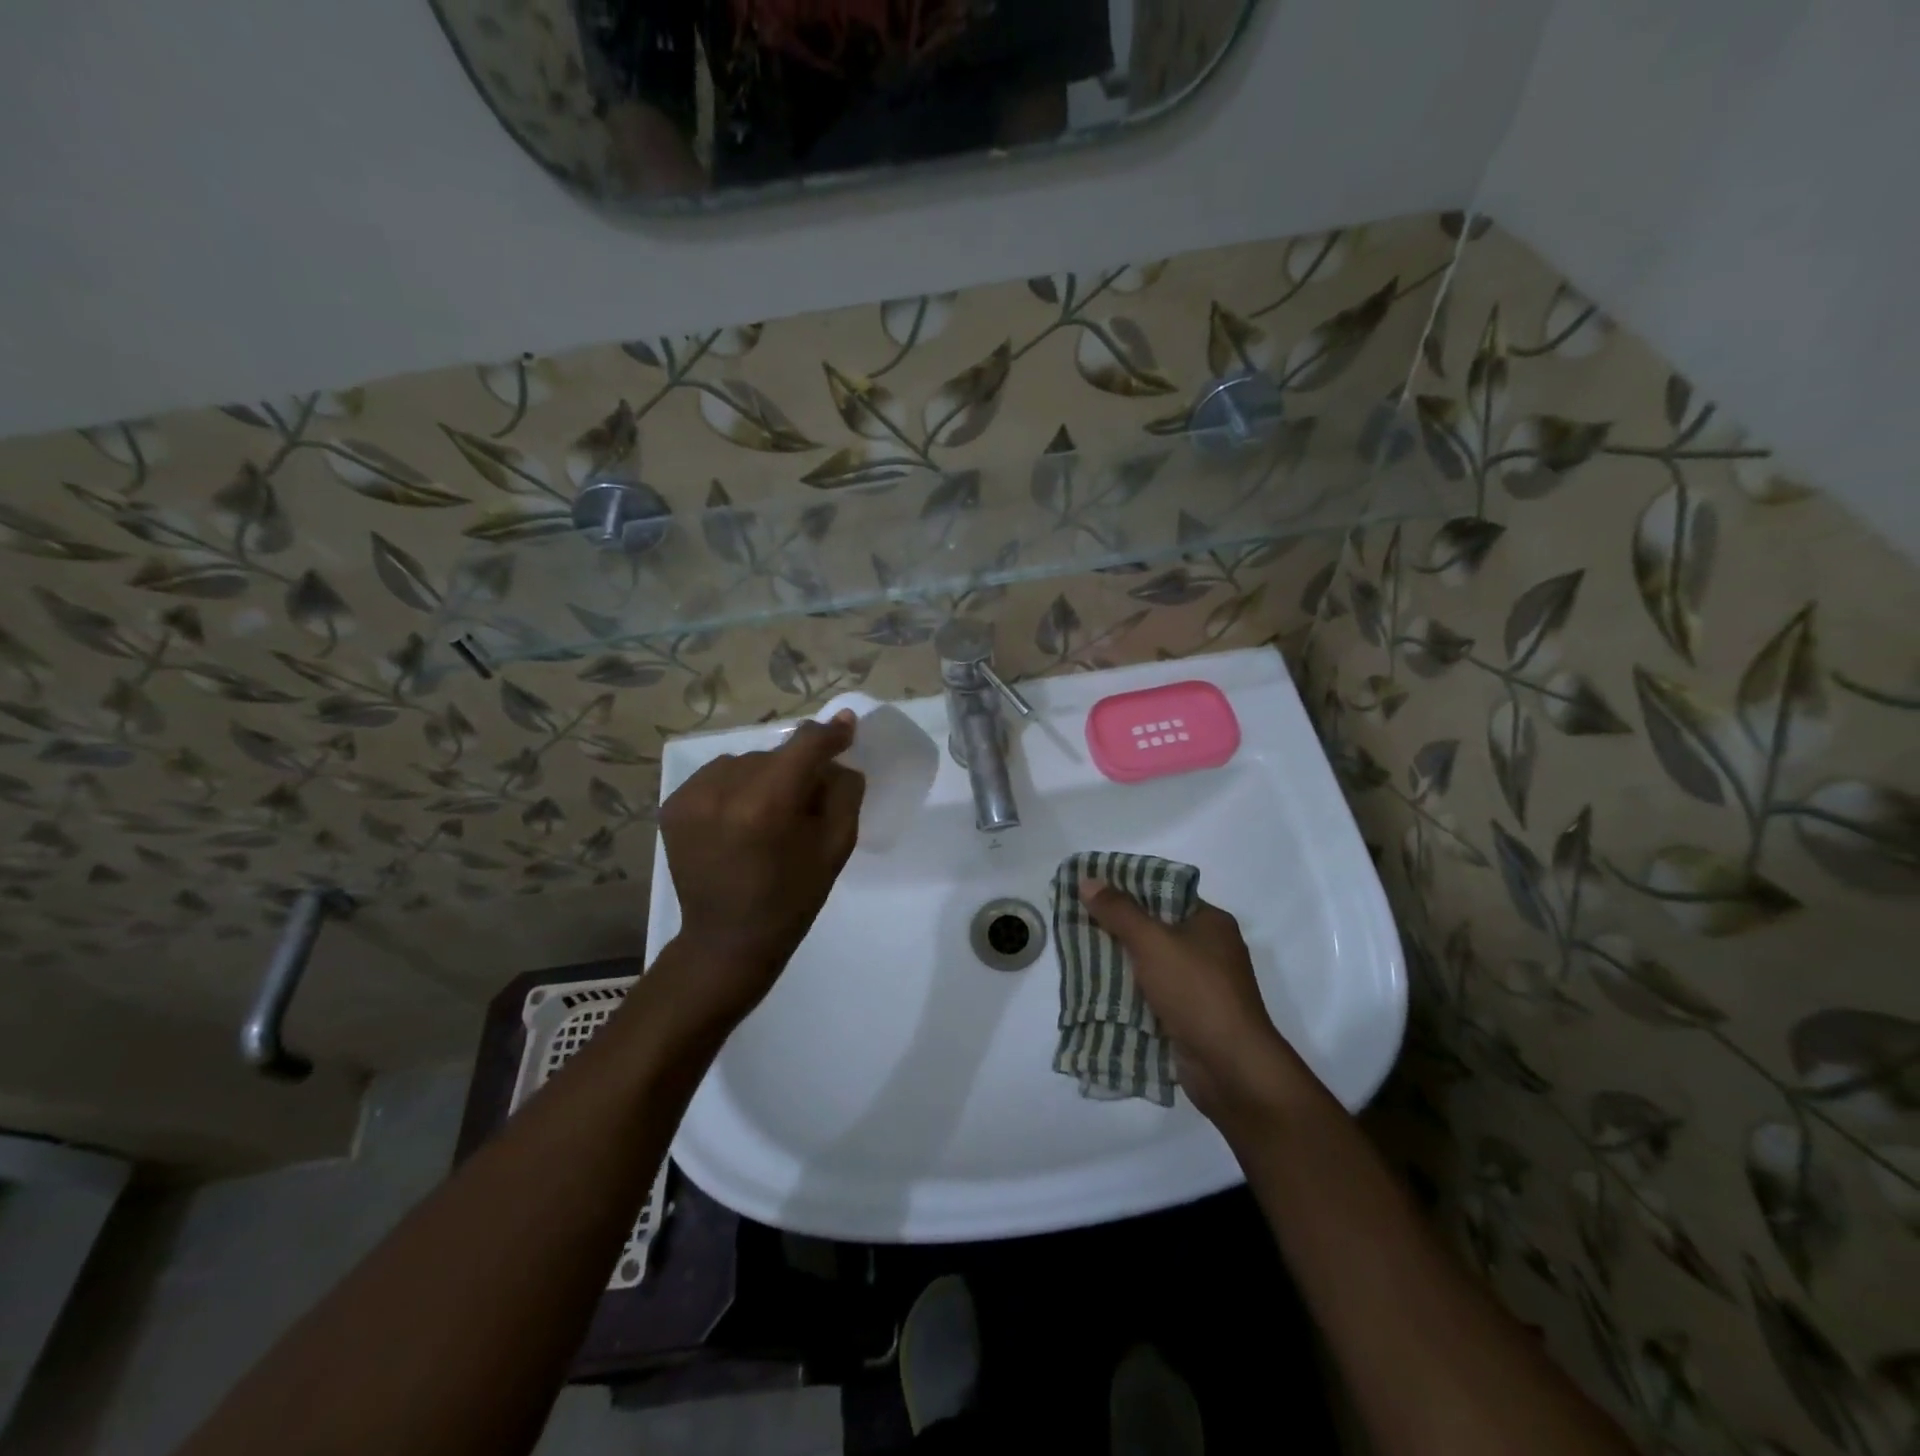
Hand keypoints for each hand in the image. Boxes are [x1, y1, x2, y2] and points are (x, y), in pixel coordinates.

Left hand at [659, 713, 863, 1017]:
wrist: (728, 940)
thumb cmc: (792, 898)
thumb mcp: (836, 846)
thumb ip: (844, 791)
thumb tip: (838, 755)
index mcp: (767, 804)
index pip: (804, 745)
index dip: (830, 734)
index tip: (847, 727)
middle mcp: (723, 790)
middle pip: (775, 755)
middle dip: (796, 769)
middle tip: (807, 800)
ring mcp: (691, 796)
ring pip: (745, 762)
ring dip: (764, 776)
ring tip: (769, 811)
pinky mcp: (672, 804)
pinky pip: (717, 775)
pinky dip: (736, 786)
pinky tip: (741, 817)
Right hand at [1078, 880, 1312, 1126]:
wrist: (1231, 1067)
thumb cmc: (1196, 992)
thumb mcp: (1153, 942)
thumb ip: (1119, 911)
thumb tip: (1088, 880)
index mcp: (1210, 922)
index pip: (1164, 893)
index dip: (1128, 888)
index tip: (1092, 888)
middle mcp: (1210, 950)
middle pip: (1155, 928)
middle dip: (1117, 927)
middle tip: (1078, 920)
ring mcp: (1201, 985)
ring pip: (1151, 963)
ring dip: (1120, 962)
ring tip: (1079, 952)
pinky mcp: (1191, 1016)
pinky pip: (1153, 994)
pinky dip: (1129, 992)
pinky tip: (1097, 990)